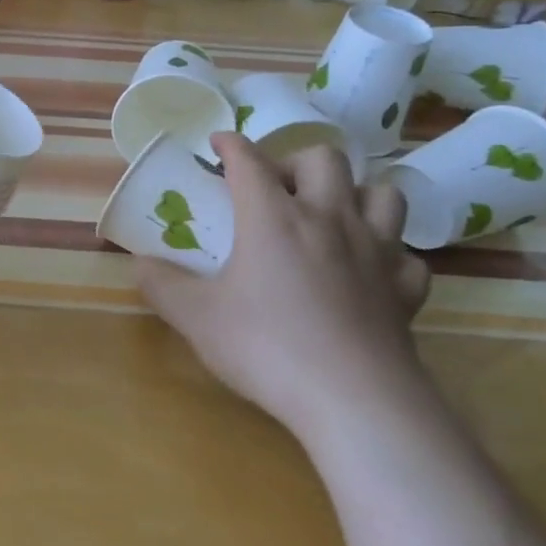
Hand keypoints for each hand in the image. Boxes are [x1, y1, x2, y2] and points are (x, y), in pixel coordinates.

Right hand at [136, 134, 431, 439]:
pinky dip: (388, 253)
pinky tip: (369, 271)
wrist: (354, 400)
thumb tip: (139, 263)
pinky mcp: (405, 288)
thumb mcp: (196, 317)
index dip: (230, 145)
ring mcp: (376, 250)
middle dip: (293, 161)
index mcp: (274, 217)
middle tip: (273, 189)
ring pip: (382, 193)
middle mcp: (329, 219)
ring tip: (330, 216)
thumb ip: (161, 285)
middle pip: (323, 158)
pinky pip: (406, 254)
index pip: (249, 160)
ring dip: (355, 194)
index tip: (217, 145)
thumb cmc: (268, 347)